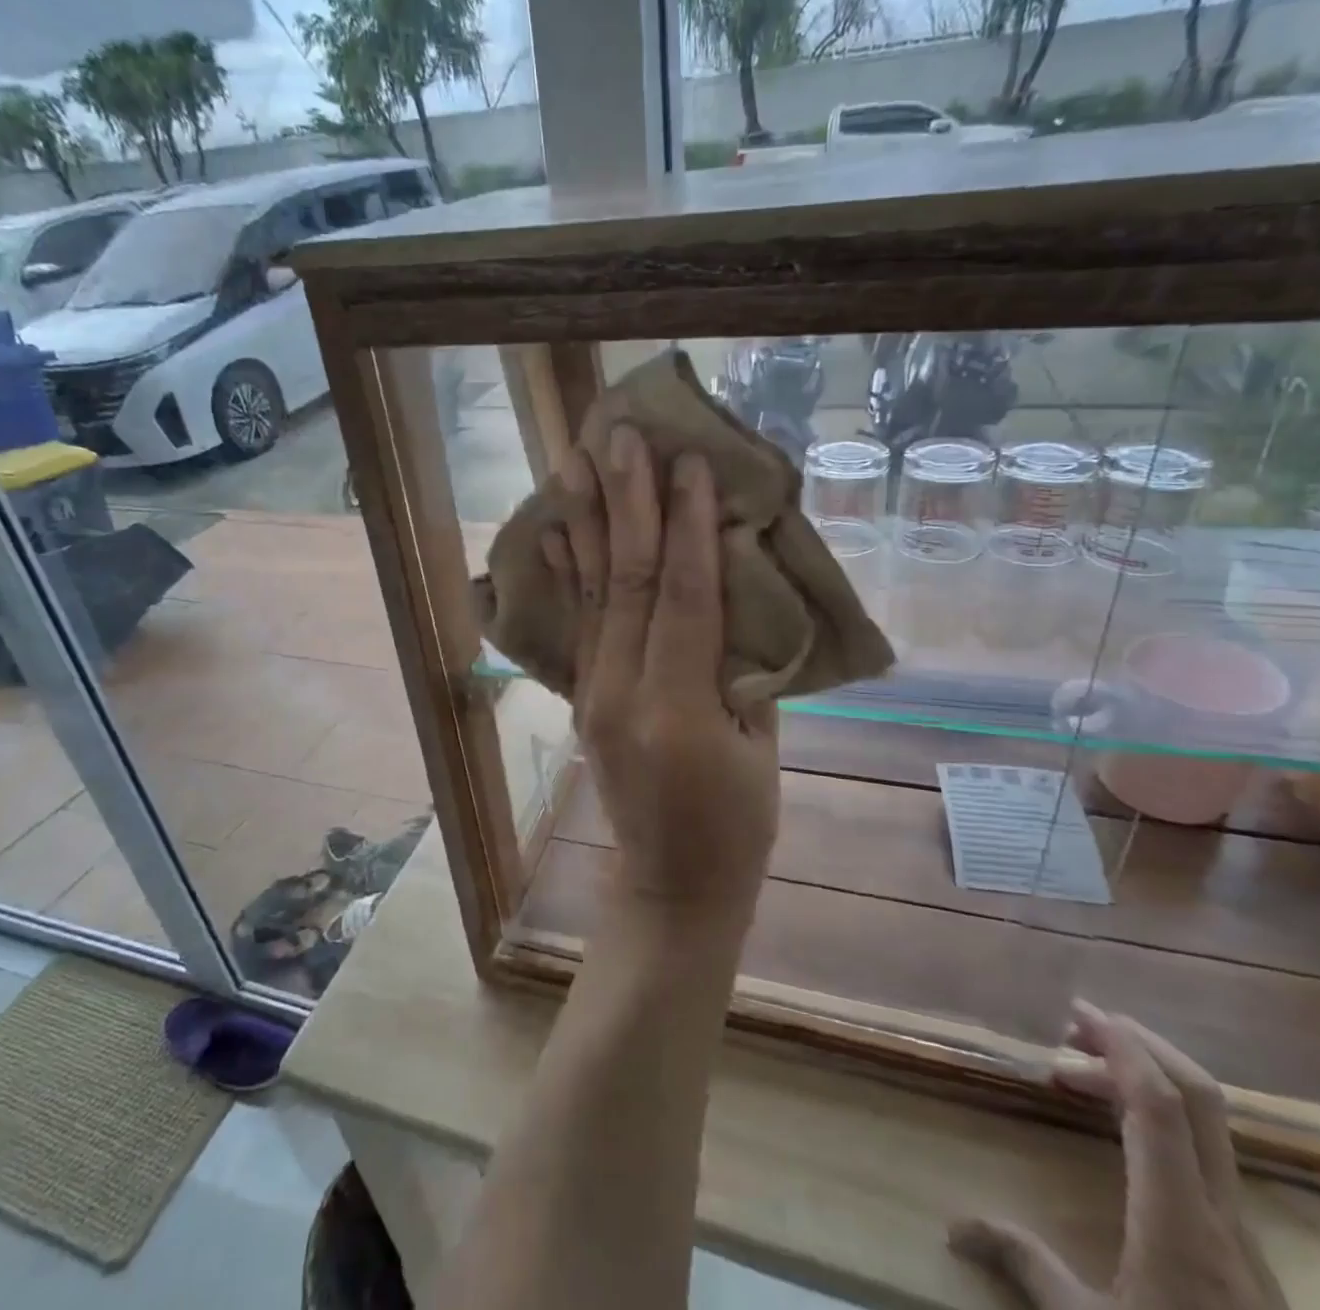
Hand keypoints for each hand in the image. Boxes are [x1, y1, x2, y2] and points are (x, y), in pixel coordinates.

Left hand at [542, 425, 779, 921]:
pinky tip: (556, 528)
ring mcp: (592, 693)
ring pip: (592, 592)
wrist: (671, 884)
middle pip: (625, 581)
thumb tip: (737, 584)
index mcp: (677, 709)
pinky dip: (567, 571)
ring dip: (587, 521)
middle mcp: (621, 692)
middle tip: (620, 436)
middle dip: (626, 503)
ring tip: (576, 460)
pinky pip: (578, 623)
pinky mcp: (582, 696)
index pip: (681, 596)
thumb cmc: (738, 823)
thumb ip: (746, 661)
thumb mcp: (763, 745)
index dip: (687, 526)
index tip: (687, 461)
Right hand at [950, 1003, 1287, 1309]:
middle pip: (1200, 1099)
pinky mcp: (1245, 1254)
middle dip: (1140, 1045)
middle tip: (1076, 1025)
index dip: (1122, 1046)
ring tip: (1080, 1074)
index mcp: (1180, 1220)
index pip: (1161, 1105)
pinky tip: (1120, 1134)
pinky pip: (1205, 1157)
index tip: (1077, 1012)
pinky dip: (1160, 1120)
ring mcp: (1242, 1235)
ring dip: (1148, 1081)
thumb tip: (954, 1225)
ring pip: (1207, 1126)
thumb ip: (1027, 1265)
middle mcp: (1221, 1215)